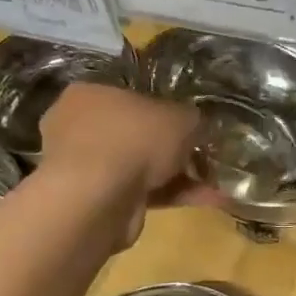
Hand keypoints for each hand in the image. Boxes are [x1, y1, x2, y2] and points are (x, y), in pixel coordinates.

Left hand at [35, 84, 220, 242]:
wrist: (99, 198)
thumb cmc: (135, 140)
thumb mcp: (181, 117)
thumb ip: (192, 119)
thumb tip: (198, 126)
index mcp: (91, 94)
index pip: (134, 97)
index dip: (168, 111)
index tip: (193, 126)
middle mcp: (81, 126)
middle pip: (139, 135)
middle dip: (175, 149)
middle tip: (205, 157)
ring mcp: (87, 167)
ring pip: (142, 166)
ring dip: (179, 176)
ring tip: (214, 184)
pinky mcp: (96, 200)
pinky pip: (141, 192)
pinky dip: (171, 196)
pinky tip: (206, 201)